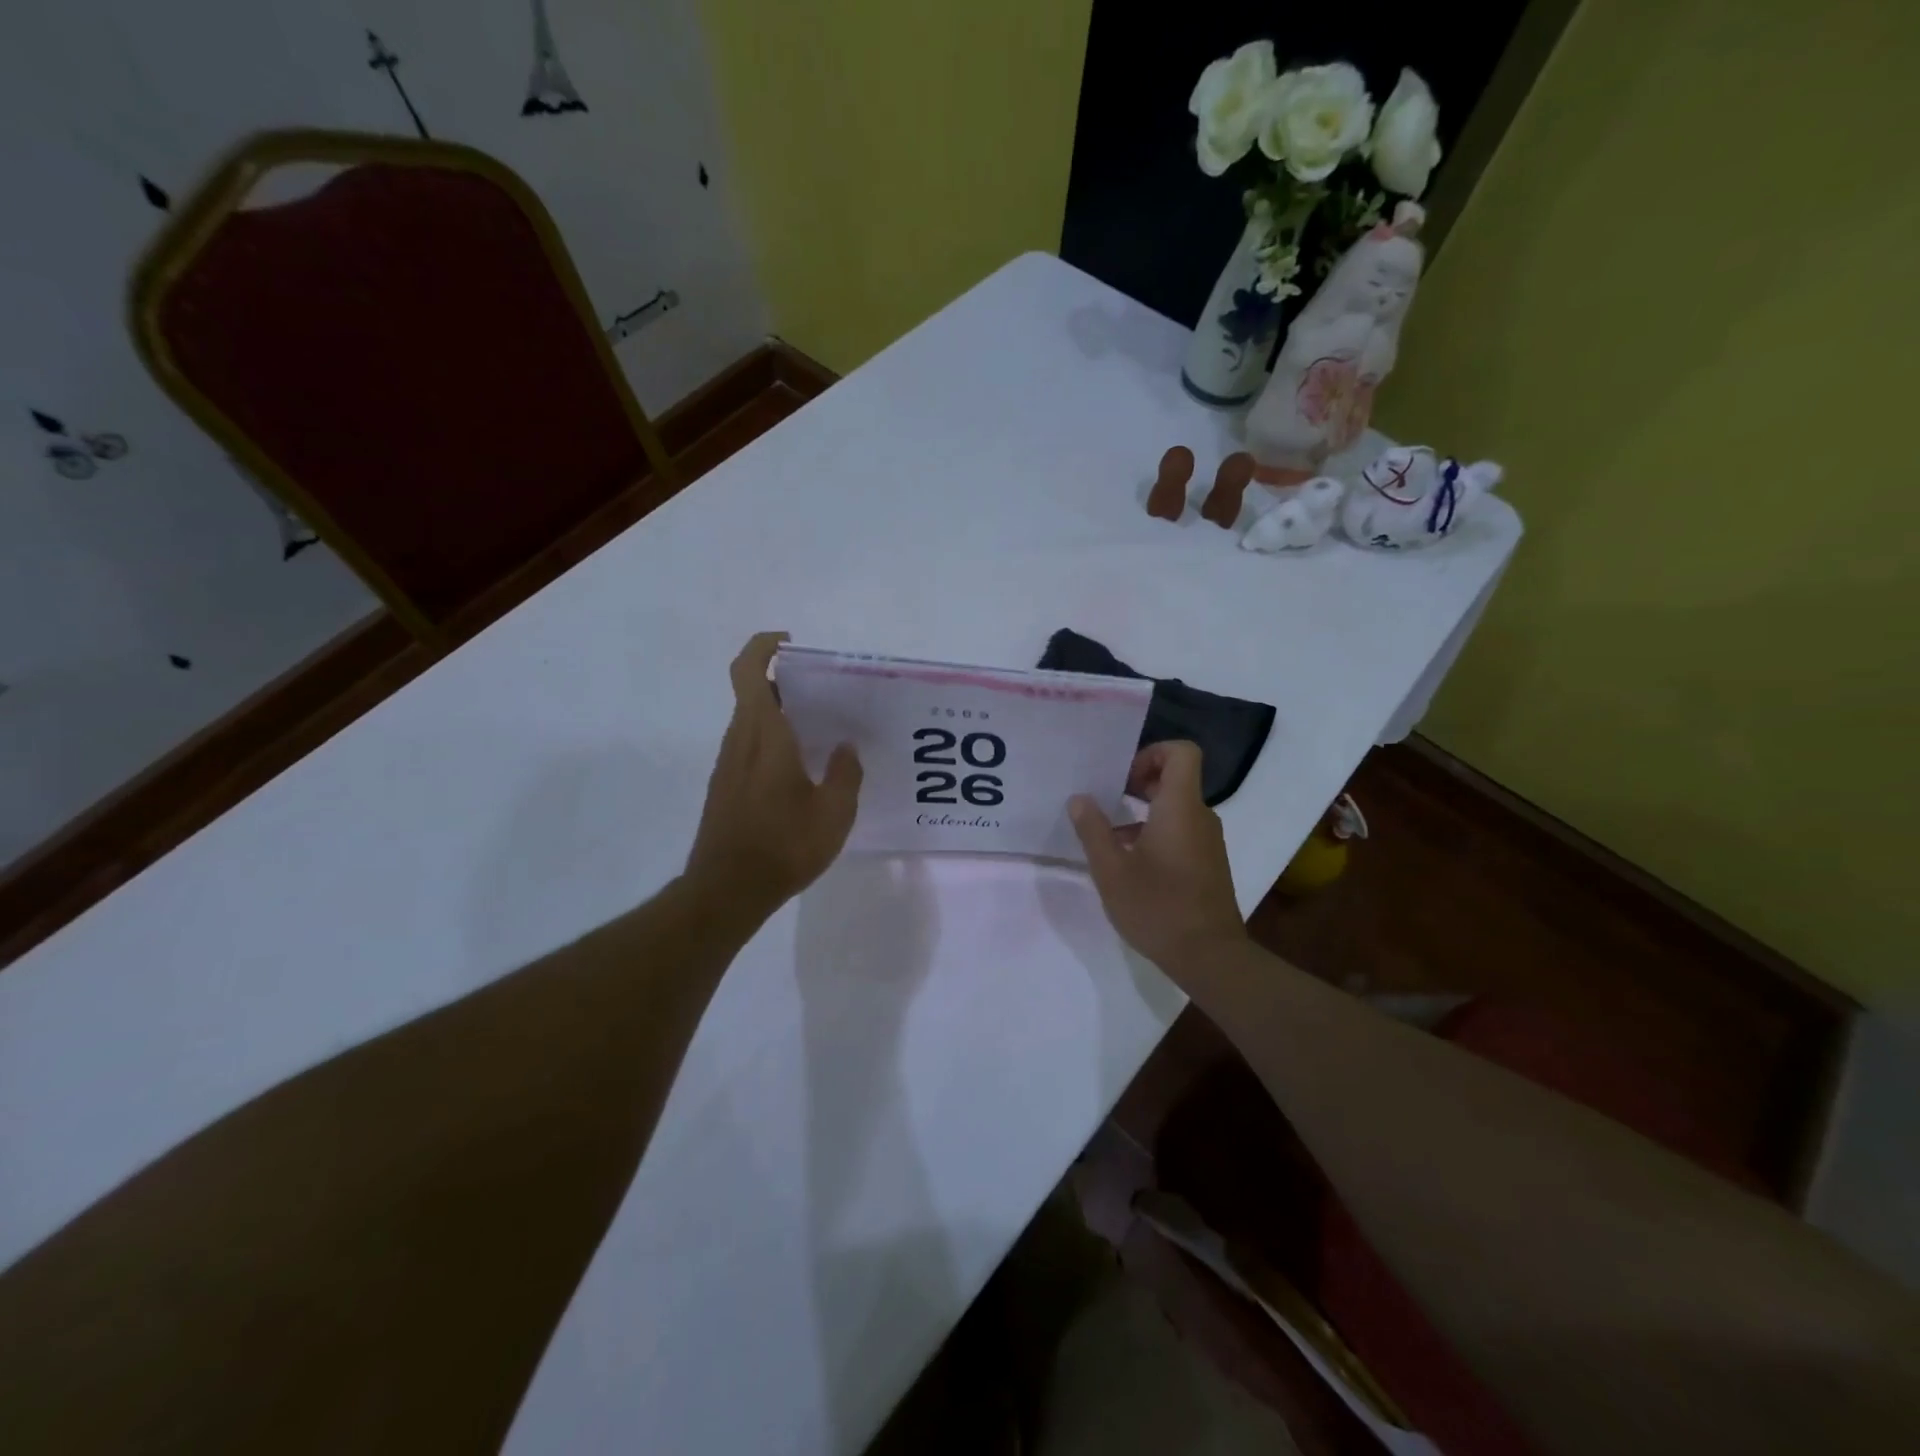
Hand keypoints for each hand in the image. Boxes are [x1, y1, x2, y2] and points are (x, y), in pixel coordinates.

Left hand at [684, 633, 861, 914]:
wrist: (726, 891)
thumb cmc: (783, 846)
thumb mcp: (833, 813)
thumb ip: (845, 774)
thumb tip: (846, 749)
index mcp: (764, 735)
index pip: (749, 671)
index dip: (764, 647)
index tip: (792, 645)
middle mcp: (739, 741)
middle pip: (752, 692)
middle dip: (785, 683)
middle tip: (825, 694)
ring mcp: (728, 765)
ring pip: (750, 720)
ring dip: (780, 713)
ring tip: (822, 731)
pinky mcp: (725, 786)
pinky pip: (750, 746)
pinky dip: (774, 739)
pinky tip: (803, 768)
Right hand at [1068, 741, 1247, 973]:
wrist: (1210, 956)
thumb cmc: (1158, 907)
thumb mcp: (1111, 870)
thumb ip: (1092, 830)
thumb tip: (1079, 799)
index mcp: (1180, 808)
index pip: (1182, 752)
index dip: (1152, 753)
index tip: (1123, 779)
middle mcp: (1200, 817)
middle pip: (1176, 778)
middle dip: (1140, 783)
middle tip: (1107, 802)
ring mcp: (1208, 841)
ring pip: (1177, 808)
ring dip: (1144, 813)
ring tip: (1110, 838)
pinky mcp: (1209, 863)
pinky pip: (1182, 831)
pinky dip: (1157, 834)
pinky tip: (1131, 865)